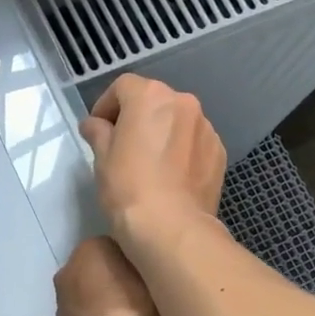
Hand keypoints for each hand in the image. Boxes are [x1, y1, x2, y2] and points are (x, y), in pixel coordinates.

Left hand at [55, 236, 165, 315]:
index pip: (117, 245)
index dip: (137, 260)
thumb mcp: (158, 275)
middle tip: (147, 300)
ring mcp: (62, 303)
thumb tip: (150, 267)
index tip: (153, 275)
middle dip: (118, 283)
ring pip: (92, 299)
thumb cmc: (137, 308)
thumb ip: (151, 265)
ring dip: (108, 306)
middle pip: (100, 272)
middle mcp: (68, 269)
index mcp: (90, 247)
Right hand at [78, 74, 226, 243]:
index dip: (105, 105)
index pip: (122, 87)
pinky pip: (194, 143)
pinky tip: (171, 177)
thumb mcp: (102, 158)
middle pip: (154, 101)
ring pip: (177, 122)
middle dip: (136, 117)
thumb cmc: (128, 188)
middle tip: (122, 145)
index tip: (97, 129)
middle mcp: (183, 103)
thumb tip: (94, 124)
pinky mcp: (219, 153)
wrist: (172, 228)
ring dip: (162, 133)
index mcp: (151, 96)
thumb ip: (98, 133)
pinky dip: (181, 151)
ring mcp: (206, 128)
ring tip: (149, 164)